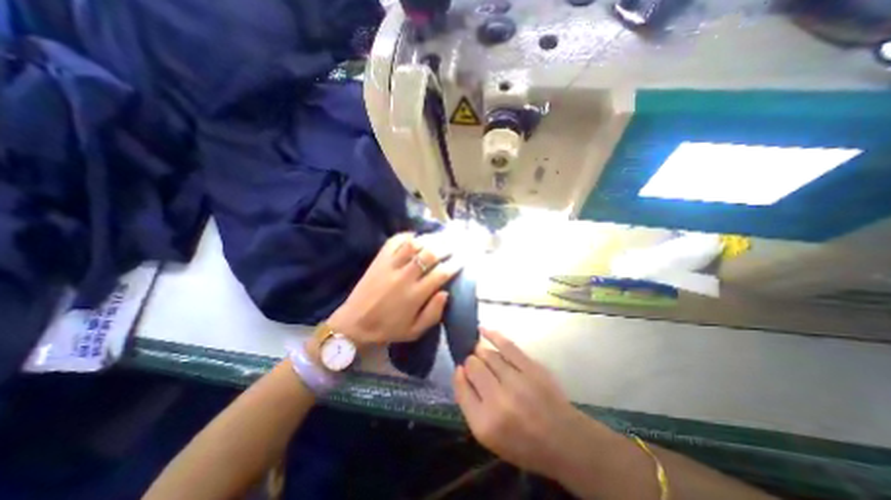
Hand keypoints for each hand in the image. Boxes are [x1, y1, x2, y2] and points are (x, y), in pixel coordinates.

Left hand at [326, 233, 457, 346]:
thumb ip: (433, 313)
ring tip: (439, 238)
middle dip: (446, 247)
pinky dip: (406, 236)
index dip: (455, 264)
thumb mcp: (414, 331)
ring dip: (429, 239)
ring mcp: (390, 266)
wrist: (354, 324)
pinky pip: (394, 241)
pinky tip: (415, 236)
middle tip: (455, 245)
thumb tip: (446, 292)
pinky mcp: (379, 260)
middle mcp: (405, 277)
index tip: (462, 260)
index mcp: (415, 295)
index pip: (441, 273)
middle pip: (430, 254)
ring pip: (413, 244)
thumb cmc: (387, 329)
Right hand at [454, 328, 586, 476]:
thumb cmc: (523, 444)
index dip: (459, 376)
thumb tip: (461, 371)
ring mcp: (516, 381)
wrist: (564, 440)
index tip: (461, 372)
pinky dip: (492, 335)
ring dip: (480, 351)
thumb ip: (470, 404)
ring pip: (487, 354)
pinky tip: (483, 330)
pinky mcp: (531, 367)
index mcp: (485, 423)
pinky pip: (506, 345)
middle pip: (473, 367)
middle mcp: (498, 400)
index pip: (461, 388)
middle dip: (470, 363)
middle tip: (475, 366)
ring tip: (479, 352)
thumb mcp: (489, 437)